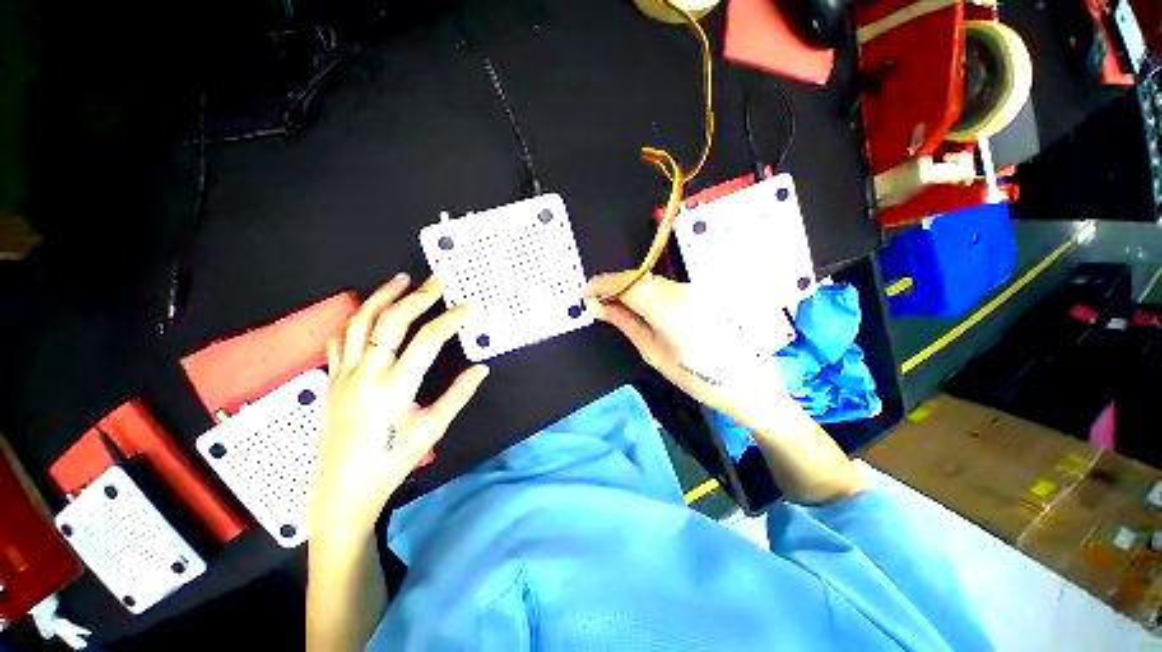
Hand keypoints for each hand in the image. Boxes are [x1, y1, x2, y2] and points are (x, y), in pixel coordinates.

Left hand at [310, 273, 489, 542]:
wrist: (344, 488)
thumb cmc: (393, 460)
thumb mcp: (433, 428)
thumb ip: (459, 394)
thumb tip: (481, 368)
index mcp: (395, 387)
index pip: (427, 340)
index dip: (450, 320)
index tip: (468, 310)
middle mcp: (366, 373)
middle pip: (392, 322)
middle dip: (418, 297)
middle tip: (437, 280)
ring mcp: (344, 373)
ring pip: (360, 323)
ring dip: (382, 297)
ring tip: (401, 279)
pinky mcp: (332, 378)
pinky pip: (340, 338)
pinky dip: (356, 318)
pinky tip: (369, 309)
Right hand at [585, 272, 790, 428]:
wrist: (746, 382)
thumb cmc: (695, 376)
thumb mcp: (652, 352)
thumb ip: (625, 324)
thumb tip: (598, 308)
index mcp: (667, 308)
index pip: (627, 283)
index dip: (603, 284)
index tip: (586, 293)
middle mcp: (681, 290)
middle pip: (638, 278)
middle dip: (613, 285)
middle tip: (596, 300)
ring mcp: (693, 289)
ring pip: (651, 280)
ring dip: (628, 288)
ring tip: (613, 304)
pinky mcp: (699, 292)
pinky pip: (664, 286)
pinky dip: (645, 291)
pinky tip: (637, 305)